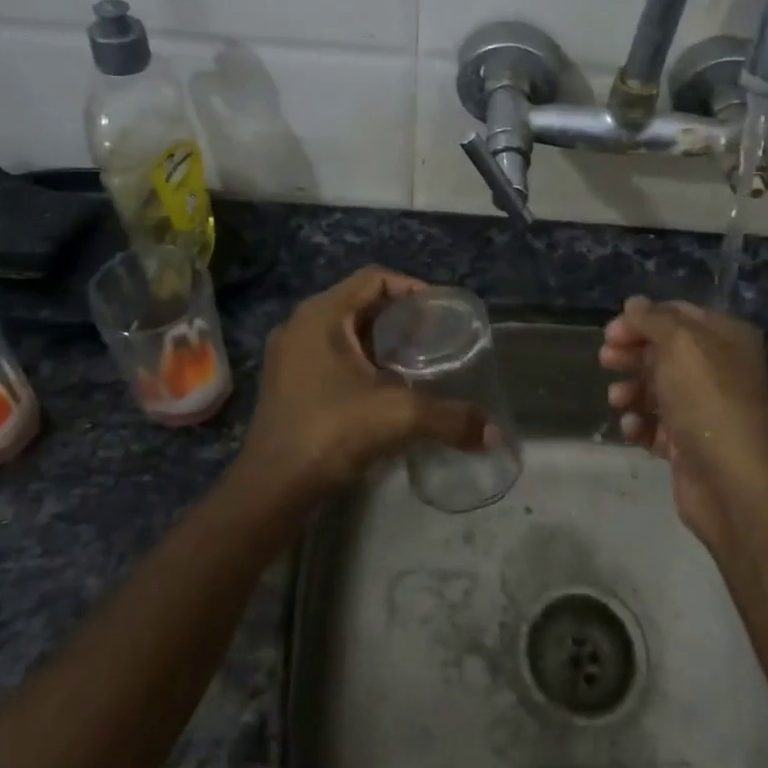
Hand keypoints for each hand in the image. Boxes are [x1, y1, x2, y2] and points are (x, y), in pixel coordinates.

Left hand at [229, 267, 485, 519]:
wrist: (272, 487)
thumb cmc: (331, 432)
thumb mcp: (398, 417)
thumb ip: (450, 419)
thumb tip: (495, 434)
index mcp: (321, 315)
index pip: (373, 279)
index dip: (411, 287)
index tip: (440, 310)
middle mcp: (300, 325)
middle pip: (358, 302)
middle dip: (398, 315)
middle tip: (434, 334)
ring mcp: (289, 355)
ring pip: (343, 331)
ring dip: (379, 339)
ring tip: (415, 358)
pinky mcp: (287, 382)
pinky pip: (330, 354)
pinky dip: (360, 360)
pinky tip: (385, 385)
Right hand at [599, 296, 767, 551]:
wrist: (730, 482)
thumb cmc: (706, 401)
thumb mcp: (679, 344)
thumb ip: (653, 319)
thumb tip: (634, 303)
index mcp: (726, 339)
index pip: (678, 314)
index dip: (642, 319)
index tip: (610, 333)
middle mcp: (719, 369)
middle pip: (664, 351)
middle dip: (631, 354)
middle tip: (605, 360)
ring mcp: (705, 409)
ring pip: (657, 388)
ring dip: (631, 390)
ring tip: (617, 400)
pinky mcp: (690, 443)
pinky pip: (657, 425)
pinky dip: (640, 423)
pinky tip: (633, 428)